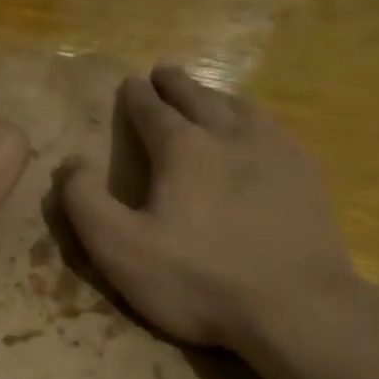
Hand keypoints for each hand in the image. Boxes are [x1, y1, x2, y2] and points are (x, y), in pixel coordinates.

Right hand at [60, 64, 354, 353]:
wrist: (293, 306)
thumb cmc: (197, 279)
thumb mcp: (120, 249)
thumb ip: (85, 202)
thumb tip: (71, 162)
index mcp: (182, 149)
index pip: (153, 110)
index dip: (137, 96)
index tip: (130, 82)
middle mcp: (230, 136)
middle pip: (199, 99)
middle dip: (176, 84)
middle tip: (164, 71)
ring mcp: (276, 152)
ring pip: (241, 109)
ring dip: (218, 97)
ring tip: (208, 96)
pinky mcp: (307, 176)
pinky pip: (275, 131)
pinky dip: (255, 121)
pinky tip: (259, 134)